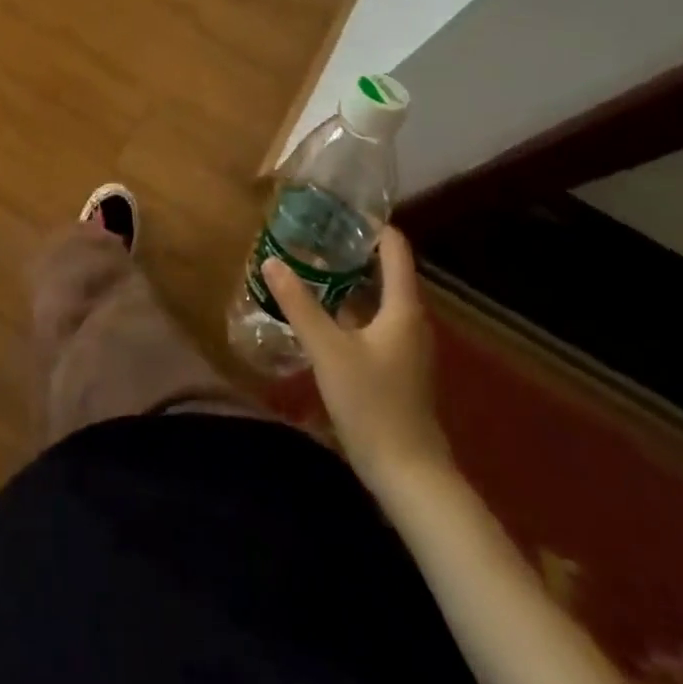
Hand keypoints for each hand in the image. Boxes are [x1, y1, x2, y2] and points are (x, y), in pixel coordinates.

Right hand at [264, 225, 452, 503]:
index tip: (337, 207)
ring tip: (310, 264)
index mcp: (403, 308)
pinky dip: (350, 308)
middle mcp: (410, 320)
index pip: (395, 249)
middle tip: (312, 232)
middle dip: (351, 250)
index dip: (371, 225)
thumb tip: (271, 261)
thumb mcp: (328, 350)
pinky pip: (373, 322)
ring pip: (377, 299)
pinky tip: (320, 312)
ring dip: (348, 280)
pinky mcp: (396, 367)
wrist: (409, 476)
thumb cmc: (372, 404)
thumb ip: (299, 304)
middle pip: (385, 271)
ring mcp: (406, 346)